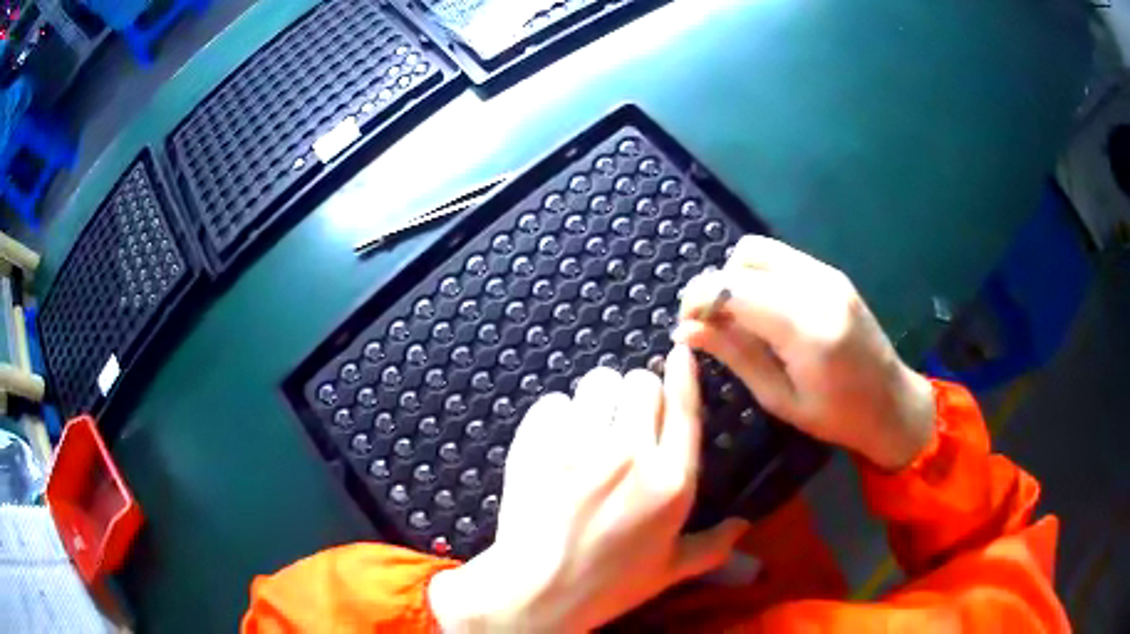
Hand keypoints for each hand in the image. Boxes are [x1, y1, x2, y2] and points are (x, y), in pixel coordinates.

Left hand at [429, 347, 748, 630]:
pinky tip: (555, 440)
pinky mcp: (537, 444)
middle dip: (637, 394)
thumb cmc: (609, 585)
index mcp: (671, 482)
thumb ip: (714, 546)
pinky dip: (556, 414)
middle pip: (641, 382)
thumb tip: (745, 525)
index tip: (680, 351)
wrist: (537, 592)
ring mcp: (579, 446)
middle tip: (624, 421)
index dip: (684, 373)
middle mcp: (630, 454)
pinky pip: (553, 401)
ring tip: (589, 426)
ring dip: (598, 399)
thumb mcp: (670, 570)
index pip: (685, 408)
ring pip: (597, 382)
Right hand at [674, 236, 935, 471]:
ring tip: (736, 317)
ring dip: (736, 277)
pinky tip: (762, 310)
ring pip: (759, 250)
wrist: (891, 402)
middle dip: (715, 285)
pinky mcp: (831, 273)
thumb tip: (685, 332)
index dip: (698, 300)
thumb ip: (734, 356)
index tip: (687, 327)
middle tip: (710, 325)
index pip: (733, 287)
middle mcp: (817, 287)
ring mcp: (827, 274)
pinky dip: (758, 276)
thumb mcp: (779, 398)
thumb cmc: (837, 416)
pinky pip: (780, 258)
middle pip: (743, 257)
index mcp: (806, 327)